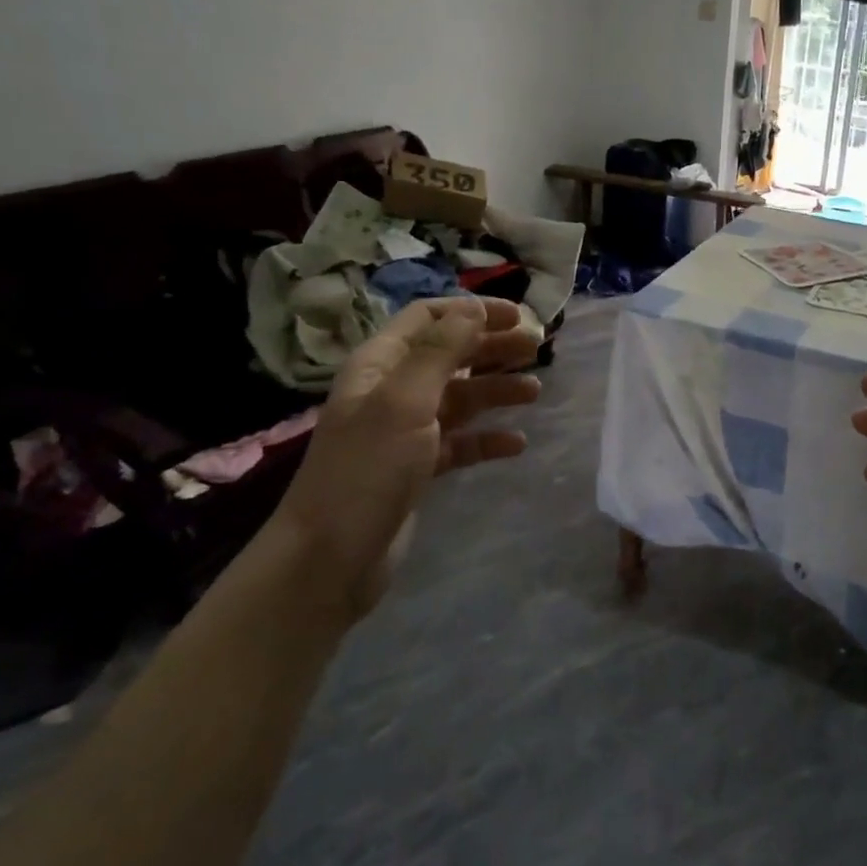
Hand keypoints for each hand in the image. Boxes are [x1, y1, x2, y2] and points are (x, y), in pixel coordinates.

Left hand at [273, 295, 540, 620]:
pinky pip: (460, 443)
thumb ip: (440, 352)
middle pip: (450, 355)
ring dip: (496, 391)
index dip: (472, 311)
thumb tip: (472, 306)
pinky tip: (516, 444)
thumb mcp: (404, 402)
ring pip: (460, 398)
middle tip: (537, 348)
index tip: (518, 316)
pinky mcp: (417, 468)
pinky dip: (487, 439)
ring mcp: (404, 431)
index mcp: (380, 365)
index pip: (428, 318)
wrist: (329, 559)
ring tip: (535, 393)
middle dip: (492, 347)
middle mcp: (392, 391)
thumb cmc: (366, 470)